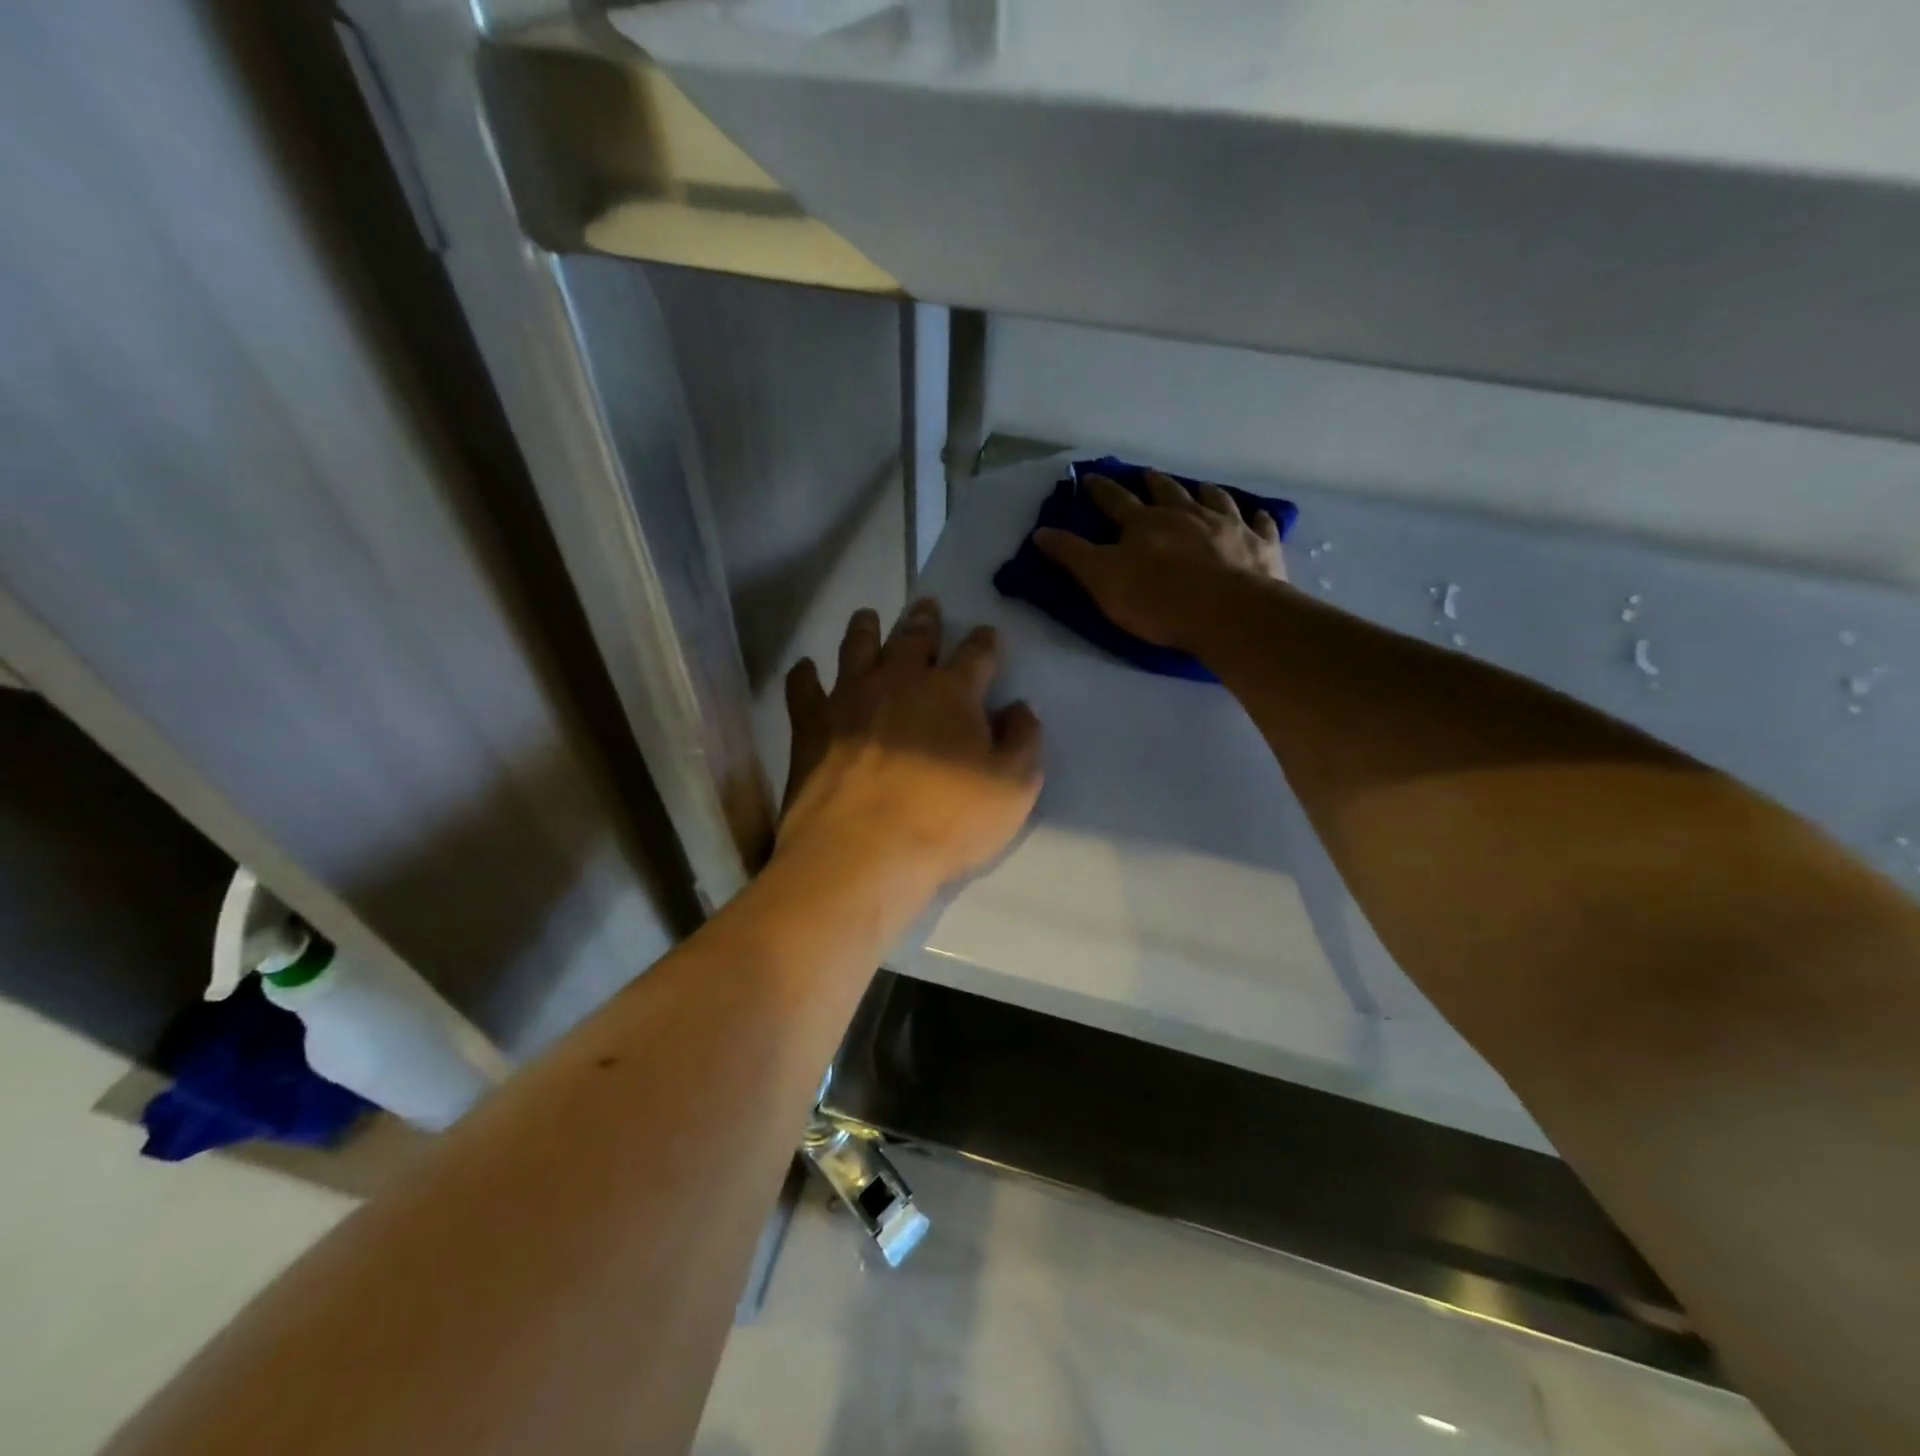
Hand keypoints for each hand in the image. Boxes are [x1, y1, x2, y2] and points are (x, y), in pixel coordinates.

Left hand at [779, 599, 1043, 888]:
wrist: (861, 852)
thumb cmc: (946, 821)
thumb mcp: (1013, 789)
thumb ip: (1024, 741)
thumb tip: (1020, 707)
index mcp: (952, 691)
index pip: (976, 653)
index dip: (985, 641)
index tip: (988, 634)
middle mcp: (899, 680)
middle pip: (914, 637)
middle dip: (925, 620)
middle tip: (927, 605)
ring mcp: (849, 698)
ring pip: (857, 647)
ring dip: (865, 628)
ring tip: (867, 616)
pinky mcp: (810, 725)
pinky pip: (803, 688)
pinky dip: (804, 675)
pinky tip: (805, 668)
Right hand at [1034, 470, 1284, 650]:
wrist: (1227, 613)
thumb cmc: (1157, 600)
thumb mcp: (1102, 579)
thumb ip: (1072, 555)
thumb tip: (1041, 532)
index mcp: (1144, 523)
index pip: (1115, 501)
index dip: (1100, 490)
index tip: (1091, 477)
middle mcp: (1186, 515)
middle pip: (1167, 492)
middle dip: (1153, 483)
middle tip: (1147, 474)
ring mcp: (1227, 526)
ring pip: (1214, 500)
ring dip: (1204, 492)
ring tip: (1201, 487)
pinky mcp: (1259, 546)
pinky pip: (1259, 525)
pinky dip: (1257, 518)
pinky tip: (1258, 514)